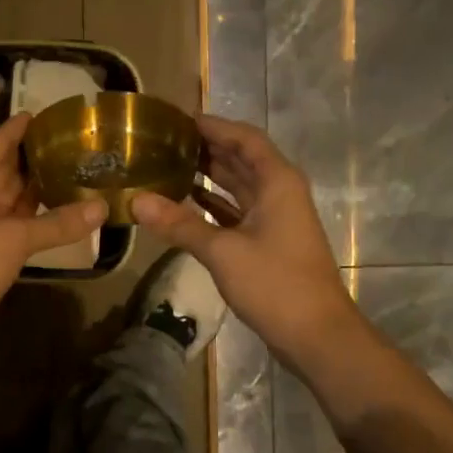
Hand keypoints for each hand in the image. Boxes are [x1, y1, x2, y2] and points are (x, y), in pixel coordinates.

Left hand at [0, 112, 106, 367]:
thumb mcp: (11, 237)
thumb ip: (57, 222)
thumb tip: (102, 207)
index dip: (23, 127)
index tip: (54, 112)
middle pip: (11, 170)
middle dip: (42, 159)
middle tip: (84, 144)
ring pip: (18, 201)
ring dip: (46, 191)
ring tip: (87, 172)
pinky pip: (22, 229)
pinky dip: (44, 223)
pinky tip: (74, 214)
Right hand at [131, 114, 356, 369]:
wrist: (316, 334)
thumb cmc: (275, 284)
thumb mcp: (222, 251)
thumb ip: (179, 224)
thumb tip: (136, 201)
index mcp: (277, 182)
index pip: (244, 138)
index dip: (213, 125)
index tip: (178, 118)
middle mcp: (278, 192)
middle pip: (241, 159)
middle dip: (206, 147)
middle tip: (164, 140)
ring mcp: (275, 218)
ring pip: (238, 186)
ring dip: (208, 175)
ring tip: (167, 164)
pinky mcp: (268, 241)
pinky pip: (236, 211)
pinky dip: (212, 204)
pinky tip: (184, 202)